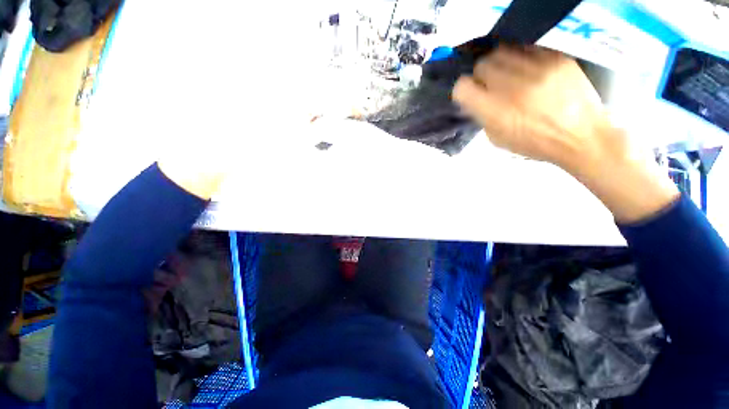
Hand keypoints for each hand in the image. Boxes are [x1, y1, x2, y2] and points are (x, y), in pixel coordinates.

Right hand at [453, 46, 678, 222]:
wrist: (582, 136)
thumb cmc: (535, 144)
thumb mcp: (498, 139)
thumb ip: (483, 117)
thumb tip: (475, 100)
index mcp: (495, 111)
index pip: (463, 87)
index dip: (463, 90)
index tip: (469, 93)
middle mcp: (512, 86)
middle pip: (482, 65)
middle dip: (481, 75)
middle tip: (490, 84)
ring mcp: (536, 68)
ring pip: (502, 52)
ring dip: (500, 64)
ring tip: (508, 75)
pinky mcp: (556, 57)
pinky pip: (526, 49)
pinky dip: (520, 58)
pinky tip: (527, 70)